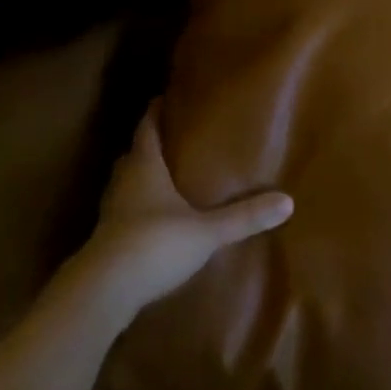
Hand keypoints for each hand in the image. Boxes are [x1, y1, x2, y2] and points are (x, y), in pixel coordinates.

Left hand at [78, 102, 292, 319]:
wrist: (103, 292)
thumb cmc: (154, 243)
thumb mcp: (206, 231)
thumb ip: (243, 217)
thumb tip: (288, 201)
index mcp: (145, 166)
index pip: (147, 128)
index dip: (155, 112)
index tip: (165, 97)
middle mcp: (124, 182)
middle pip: (133, 155)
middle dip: (149, 145)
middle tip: (172, 138)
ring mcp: (110, 213)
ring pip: (124, 184)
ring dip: (140, 178)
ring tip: (165, 177)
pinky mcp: (105, 241)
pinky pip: (122, 213)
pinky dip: (135, 209)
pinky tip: (152, 220)